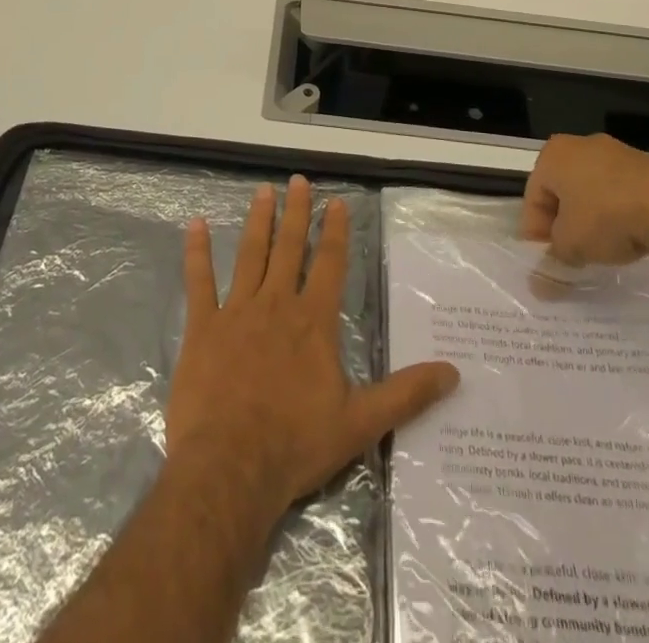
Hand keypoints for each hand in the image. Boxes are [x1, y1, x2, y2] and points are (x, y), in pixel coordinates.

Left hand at [166, 176, 460, 522]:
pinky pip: (199, 282)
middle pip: (289, 248)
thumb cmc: (296, 444)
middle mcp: (276, 304)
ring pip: (250, 255)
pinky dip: (197, 253)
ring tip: (262, 192)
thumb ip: (406, 394)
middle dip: (296, 212)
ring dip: (258, 221)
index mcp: (313, 321)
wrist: (230, 468)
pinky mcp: (203, 328)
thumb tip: (453, 372)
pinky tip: (195, 226)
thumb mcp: (361, 423)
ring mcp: (237, 312)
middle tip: (297, 181)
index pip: (329, 263)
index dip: (334, 231)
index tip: (335, 201)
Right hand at [521, 133, 648, 269]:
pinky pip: (621, 192)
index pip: (533, 197)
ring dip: (592, 220)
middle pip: (562, 192)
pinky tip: (630, 237)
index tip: (547, 261)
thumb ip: (552, 262)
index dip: (535, 233)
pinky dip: (619, 213)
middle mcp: (579, 145)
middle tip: (572, 256)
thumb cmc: (605, 216)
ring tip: (603, 251)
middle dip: (564, 225)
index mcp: (553, 156)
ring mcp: (616, 152)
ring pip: (592, 191)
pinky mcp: (646, 165)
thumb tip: (538, 286)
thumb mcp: (571, 245)